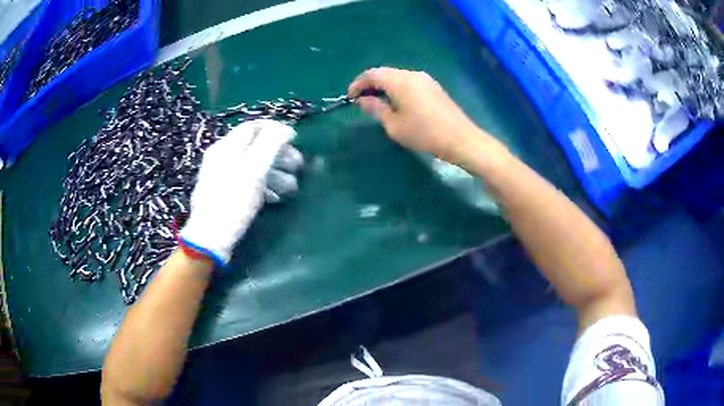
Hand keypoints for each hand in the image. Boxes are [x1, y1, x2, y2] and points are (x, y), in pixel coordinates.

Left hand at [180, 120, 301, 265]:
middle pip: (255, 147)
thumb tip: (286, 129)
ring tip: (292, 188)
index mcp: (226, 147)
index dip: (276, 130)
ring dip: (275, 173)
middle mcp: (222, 158)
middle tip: (298, 167)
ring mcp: (222, 177)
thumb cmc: (232, 202)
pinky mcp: (224, 195)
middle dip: (279, 155)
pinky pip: (246, 183)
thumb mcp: (254, 170)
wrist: (209, 239)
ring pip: (253, 167)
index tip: (296, 140)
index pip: (253, 127)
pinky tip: (274, 198)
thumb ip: (271, 145)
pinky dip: (263, 186)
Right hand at [348, 67, 480, 160]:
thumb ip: (376, 108)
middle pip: (385, 73)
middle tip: (362, 101)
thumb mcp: (394, 125)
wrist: (461, 139)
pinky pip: (409, 82)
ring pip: (397, 76)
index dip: (357, 84)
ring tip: (378, 103)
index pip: (372, 74)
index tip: (350, 97)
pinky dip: (397, 88)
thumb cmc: (424, 134)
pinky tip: (397, 103)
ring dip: (384, 86)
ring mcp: (425, 79)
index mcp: (400, 81)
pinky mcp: (434, 87)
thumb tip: (364, 99)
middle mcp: (412, 74)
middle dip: (370, 84)